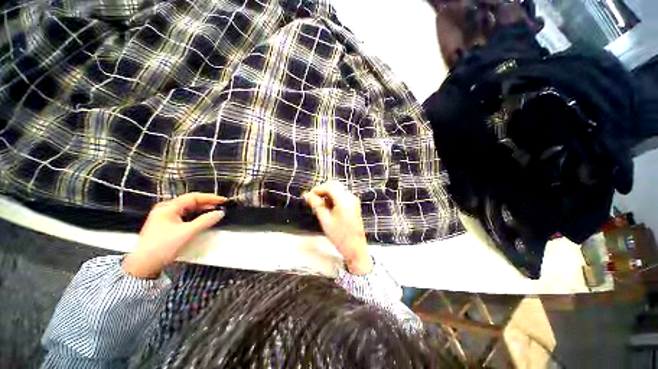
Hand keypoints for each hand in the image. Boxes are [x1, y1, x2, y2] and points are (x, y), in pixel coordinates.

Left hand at [122, 193, 226, 278]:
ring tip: (214, 212)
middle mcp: (165, 209)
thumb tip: (220, 213)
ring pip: (187, 209)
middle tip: (221, 206)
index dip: (210, 198)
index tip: (223, 201)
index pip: (193, 197)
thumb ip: (205, 221)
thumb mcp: (187, 232)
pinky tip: (202, 219)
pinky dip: (195, 216)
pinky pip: (184, 216)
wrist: (143, 265)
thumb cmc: (163, 246)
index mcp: (168, 207)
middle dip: (207, 203)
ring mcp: (164, 217)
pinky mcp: (165, 225)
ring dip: (201, 210)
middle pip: (190, 202)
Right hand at [303, 181, 372, 274]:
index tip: (308, 196)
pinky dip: (333, 198)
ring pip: (338, 190)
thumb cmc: (339, 236)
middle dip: (322, 190)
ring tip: (318, 205)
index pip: (329, 186)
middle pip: (334, 185)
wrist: (355, 248)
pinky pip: (342, 195)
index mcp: (344, 200)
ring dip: (327, 194)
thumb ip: (316, 205)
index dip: (317, 189)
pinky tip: (327, 207)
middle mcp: (350, 197)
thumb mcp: (325, 220)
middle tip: (312, 199)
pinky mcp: (354, 205)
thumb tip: (307, 195)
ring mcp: (353, 200)